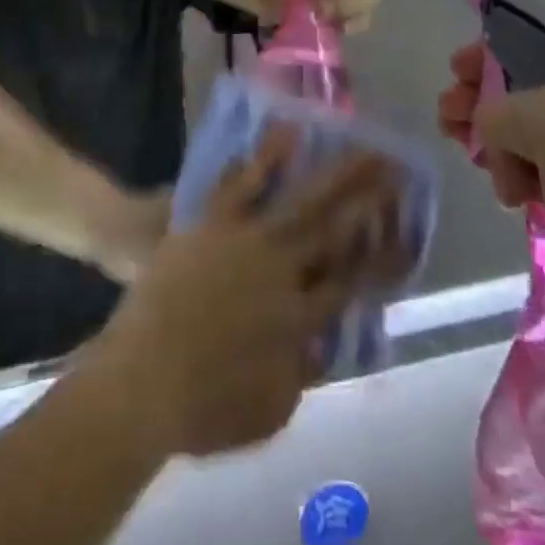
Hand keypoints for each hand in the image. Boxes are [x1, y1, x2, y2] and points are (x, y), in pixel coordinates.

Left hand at [89, 130, 409, 458]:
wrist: (140, 380)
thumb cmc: (201, 409)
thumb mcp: (266, 413)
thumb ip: (298, 377)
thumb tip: (319, 349)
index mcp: (300, 319)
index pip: (352, 280)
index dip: (381, 256)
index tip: (405, 232)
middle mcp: (284, 272)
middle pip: (336, 228)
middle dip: (369, 197)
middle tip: (396, 168)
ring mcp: (249, 241)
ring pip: (302, 200)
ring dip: (336, 172)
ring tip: (363, 147)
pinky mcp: (214, 223)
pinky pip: (243, 183)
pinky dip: (266, 157)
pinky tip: (288, 131)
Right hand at [437, 43, 544, 376]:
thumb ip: (504, 109)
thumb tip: (491, 129)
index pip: (539, 45)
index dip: (489, 55)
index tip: (454, 75)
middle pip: (537, 91)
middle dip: (488, 104)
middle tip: (449, 126)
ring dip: (506, 148)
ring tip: (487, 175)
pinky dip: (535, 181)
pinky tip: (517, 199)